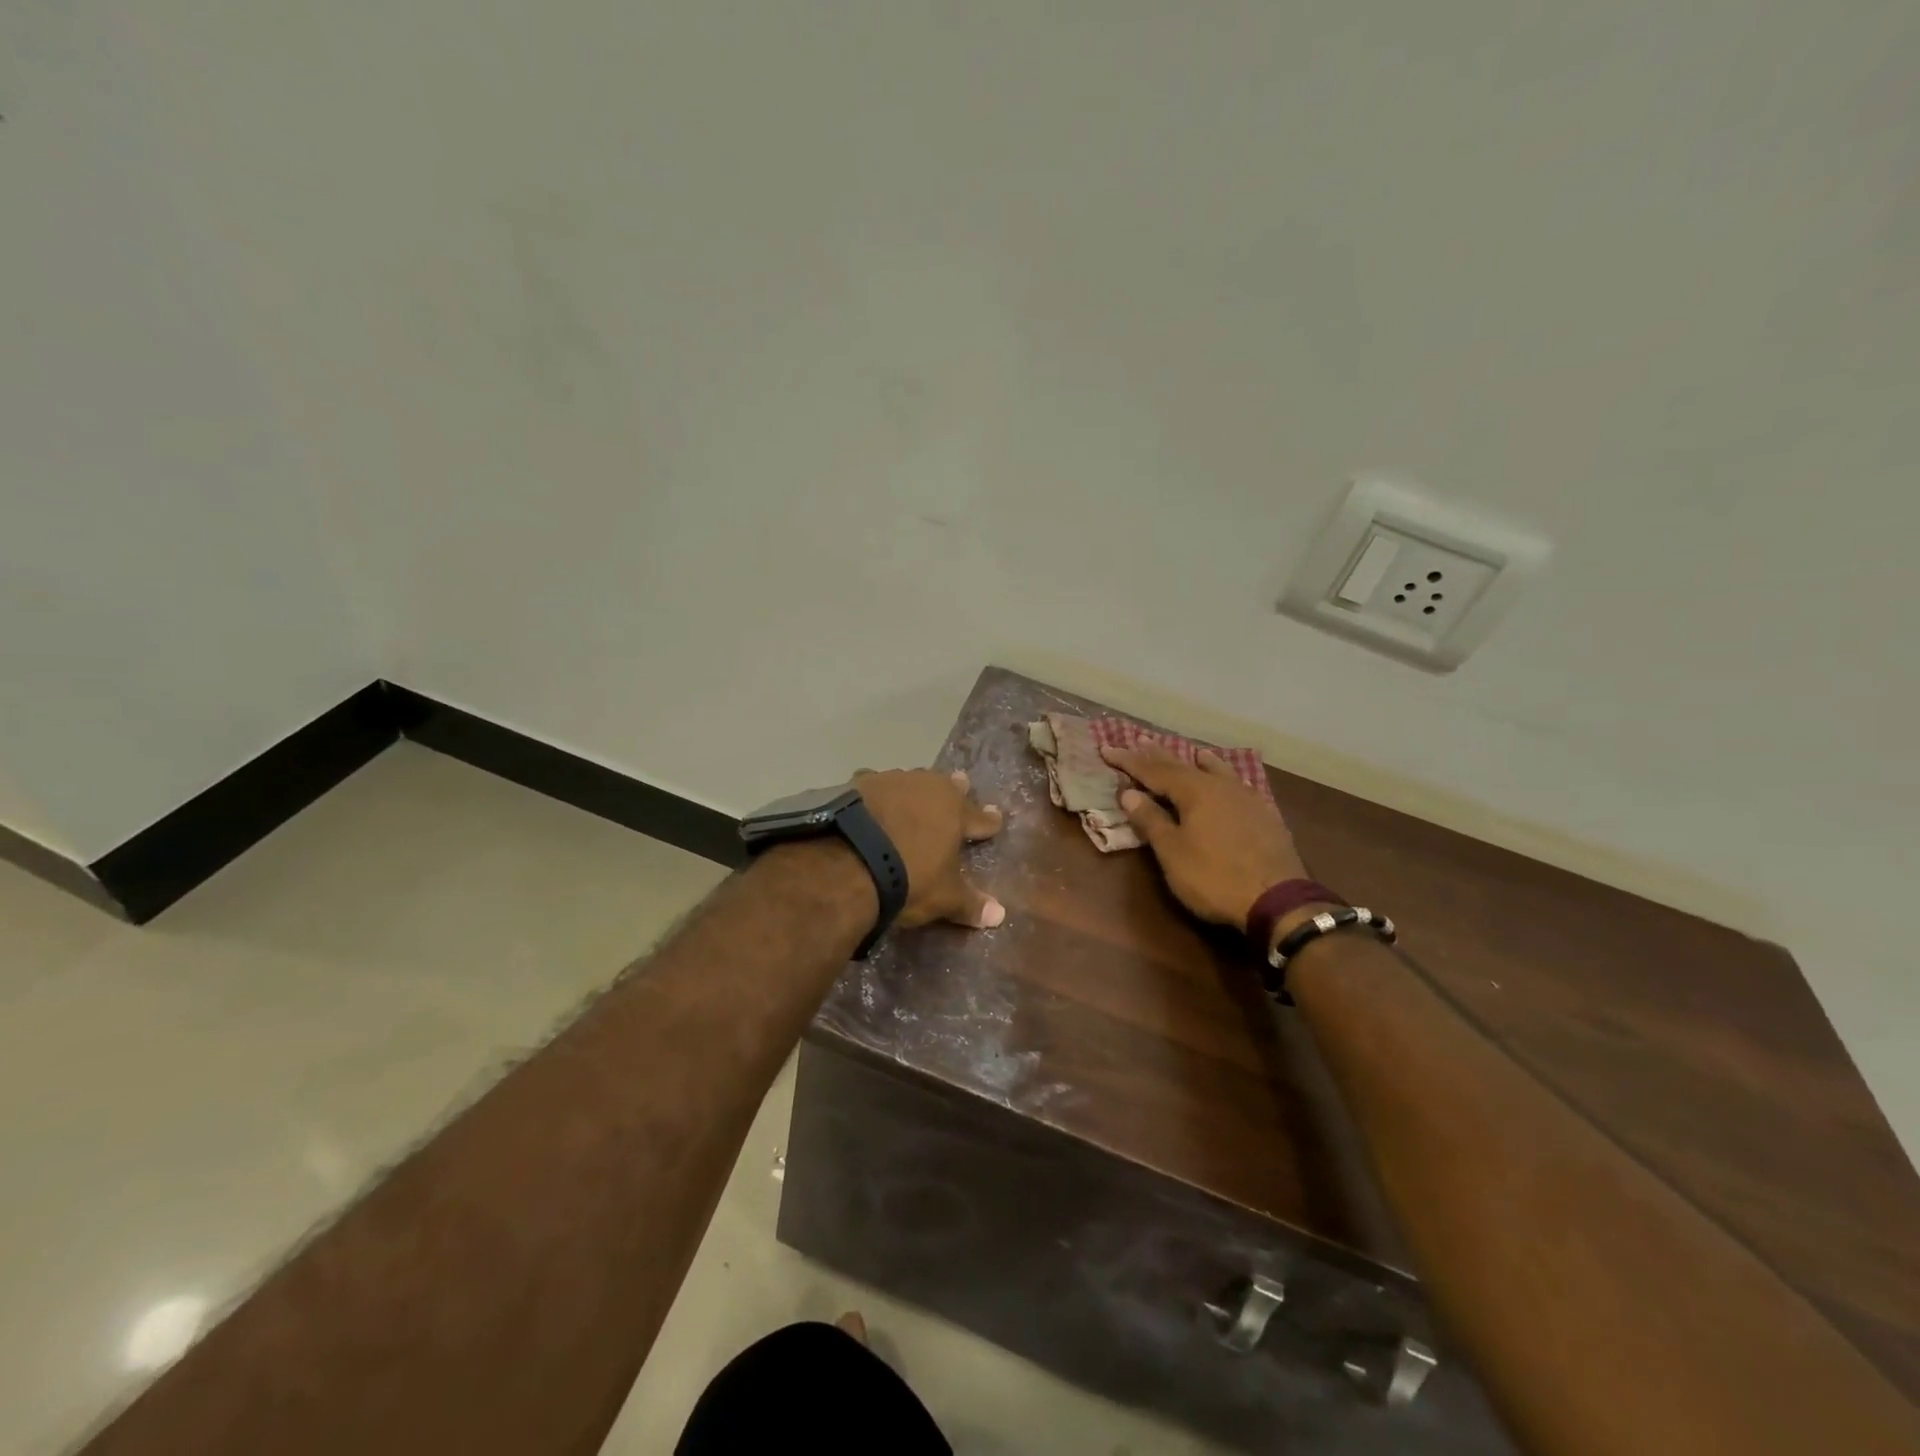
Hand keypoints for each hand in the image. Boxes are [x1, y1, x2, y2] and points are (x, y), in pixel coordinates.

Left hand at [855, 768, 1005, 928]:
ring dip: (915, 788)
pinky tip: (872, 794)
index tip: (997, 816)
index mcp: (956, 811)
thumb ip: (970, 904)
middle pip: (947, 787)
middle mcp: (928, 787)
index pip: (980, 817)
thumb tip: (1000, 915)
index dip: (989, 821)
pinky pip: (874, 784)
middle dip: (956, 788)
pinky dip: (877, 792)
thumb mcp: (944, 897)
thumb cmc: (909, 878)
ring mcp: (892, 781)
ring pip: (912, 781)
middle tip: (962, 781)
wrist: (848, 860)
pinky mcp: (858, 784)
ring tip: (916, 788)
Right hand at [1100, 743, 1306, 931]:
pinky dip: (1223, 776)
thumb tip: (1130, 793)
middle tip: (1139, 740)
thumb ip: (1151, 820)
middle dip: (1157, 755)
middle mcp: (1220, 786)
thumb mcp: (1173, 853)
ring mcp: (1246, 798)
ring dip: (1196, 762)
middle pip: (1183, 765)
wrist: (1279, 900)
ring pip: (1216, 771)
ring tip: (1191, 752)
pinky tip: (1228, 779)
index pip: (1153, 770)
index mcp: (1194, 791)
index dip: (1129, 761)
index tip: (1107, 749)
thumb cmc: (1215, 877)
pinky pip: (1236, 783)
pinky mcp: (1264, 814)